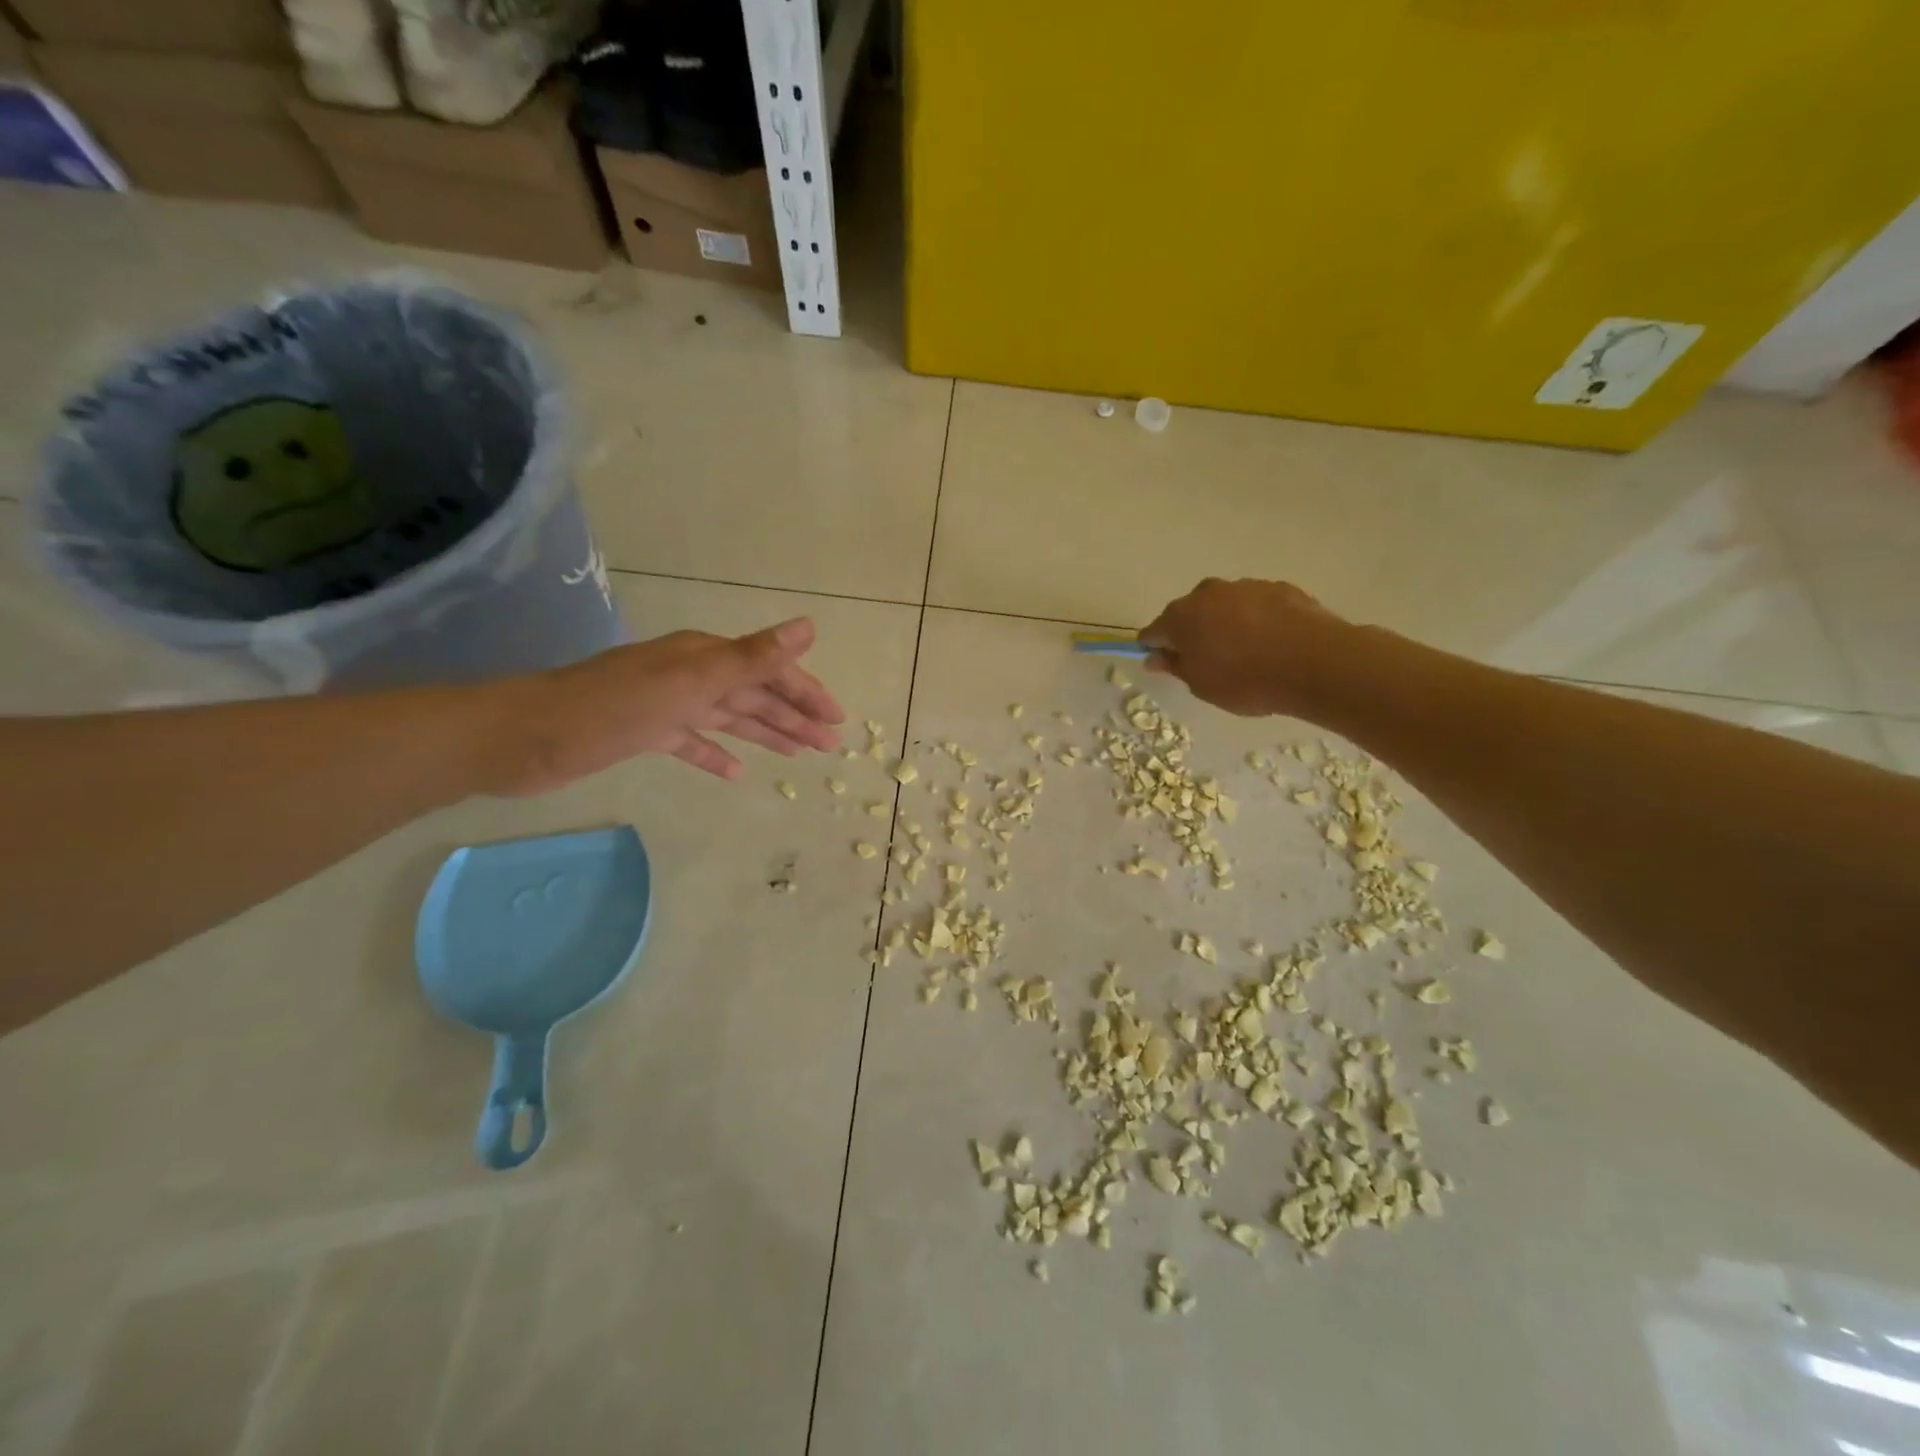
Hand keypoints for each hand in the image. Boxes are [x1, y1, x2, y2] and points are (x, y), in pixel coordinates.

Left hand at [491, 618, 844, 793]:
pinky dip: (716, 754)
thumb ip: (752, 657)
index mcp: (704, 657)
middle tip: (829, 744)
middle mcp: (690, 674)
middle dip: (793, 716)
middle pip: (754, 694)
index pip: (769, 671)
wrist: (526, 737)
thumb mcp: (692, 681)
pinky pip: (693, 742)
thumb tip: (808, 627)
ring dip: (765, 732)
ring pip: (729, 717)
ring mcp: (667, 704)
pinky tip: (736, 773)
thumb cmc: (614, 707)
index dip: (806, 692)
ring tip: (799, 754)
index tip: (837, 719)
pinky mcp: (645, 732)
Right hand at [1138, 578, 1343, 716]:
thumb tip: (1155, 656)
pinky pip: (1257, 605)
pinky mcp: (1279, 588)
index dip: (1155, 647)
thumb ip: (1176, 666)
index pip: (1154, 631)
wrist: (1314, 662)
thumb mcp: (1202, 685)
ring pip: (1224, 605)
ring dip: (1226, 623)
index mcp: (1181, 617)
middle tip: (1207, 660)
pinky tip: (1272, 643)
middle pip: (1189, 613)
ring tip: (1246, 653)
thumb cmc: (1245, 680)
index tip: (1163, 663)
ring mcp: (1245, 586)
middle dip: (1192, 631)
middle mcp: (1208, 593)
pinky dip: (1257, 620)